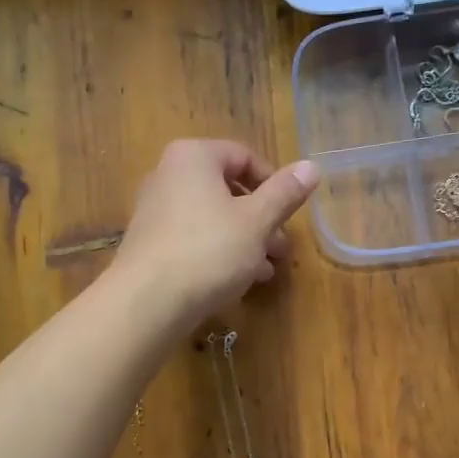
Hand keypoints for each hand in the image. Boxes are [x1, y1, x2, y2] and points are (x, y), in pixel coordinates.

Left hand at [112, 139, 318, 323]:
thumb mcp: (257, 221)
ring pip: (213, 217)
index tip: (289, 215)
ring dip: (245, 240)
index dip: (274, 184)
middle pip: (228, 189)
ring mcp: (155, 210)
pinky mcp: (150, 244)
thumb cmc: (209, 250)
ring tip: (267, 270)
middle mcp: (168, 175)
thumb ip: (285, 193)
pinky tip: (239, 280)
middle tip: (282, 248)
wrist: (147, 301)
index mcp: (194, 157)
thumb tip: (312, 166)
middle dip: (261, 219)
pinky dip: (218, 252)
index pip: (244, 156)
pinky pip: (193, 238)